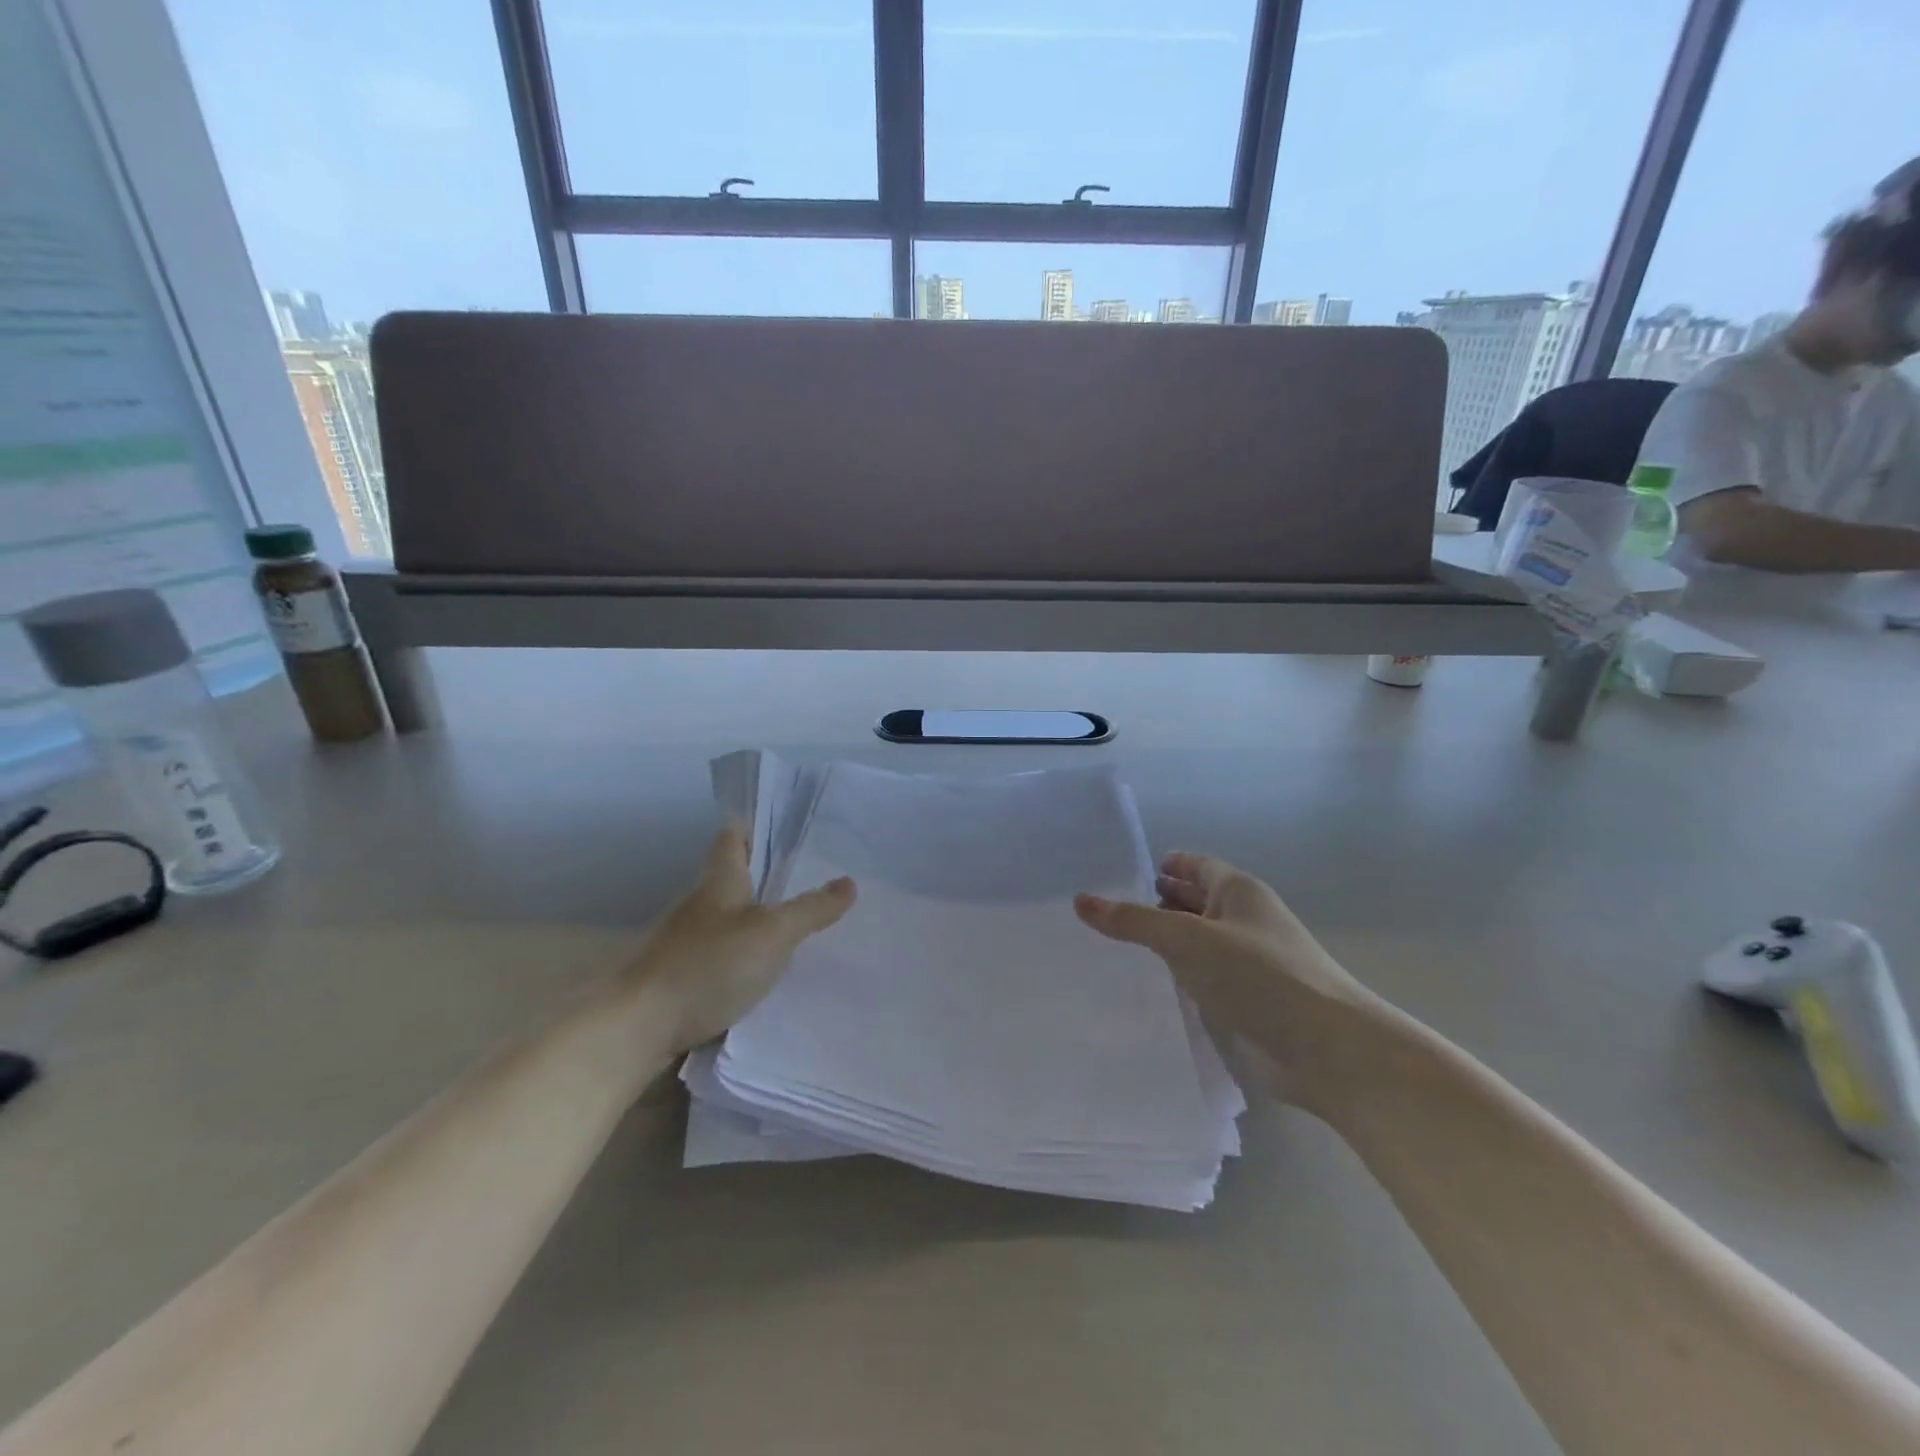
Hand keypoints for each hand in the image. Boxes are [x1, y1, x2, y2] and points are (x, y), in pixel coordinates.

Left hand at [631, 826, 855, 1051]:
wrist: (639, 1027)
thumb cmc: (708, 966)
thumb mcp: (773, 934)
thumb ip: (811, 909)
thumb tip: (849, 882)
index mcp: (718, 882)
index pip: (731, 838)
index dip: (751, 826)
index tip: (778, 824)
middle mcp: (697, 905)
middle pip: (728, 877)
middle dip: (761, 874)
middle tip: (803, 875)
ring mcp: (682, 942)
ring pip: (723, 917)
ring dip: (751, 917)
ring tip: (790, 923)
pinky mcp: (676, 976)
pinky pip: (716, 953)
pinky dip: (738, 953)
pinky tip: (760, 970)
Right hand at [1075, 853, 1379, 1108]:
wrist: (1327, 1050)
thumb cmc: (1259, 975)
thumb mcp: (1188, 939)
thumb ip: (1134, 921)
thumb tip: (1081, 900)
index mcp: (1238, 892)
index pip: (1195, 866)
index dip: (1162, 866)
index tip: (1119, 872)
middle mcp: (1243, 920)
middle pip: (1194, 902)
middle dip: (1156, 902)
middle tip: (1105, 909)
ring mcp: (1247, 963)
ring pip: (1196, 942)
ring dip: (1164, 942)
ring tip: (1114, 945)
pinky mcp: (1246, 1002)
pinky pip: (1203, 978)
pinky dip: (1177, 976)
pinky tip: (1146, 984)